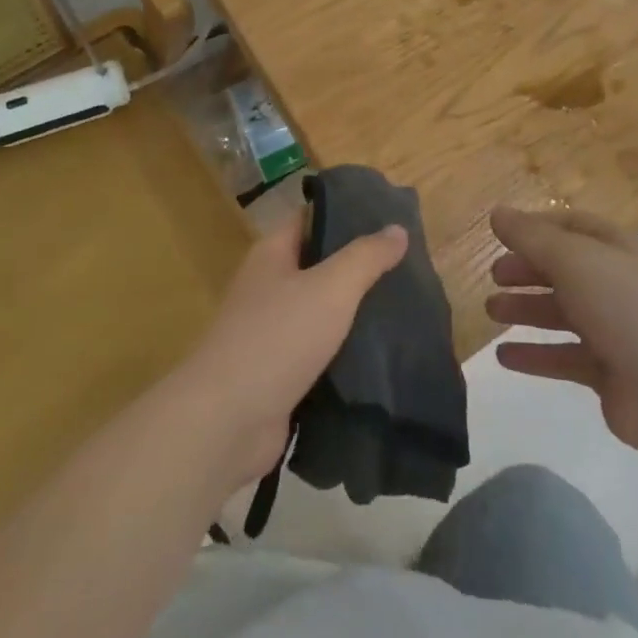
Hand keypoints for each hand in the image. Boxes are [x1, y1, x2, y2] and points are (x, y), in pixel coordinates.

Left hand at [177, 208, 407, 490]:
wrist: (227, 422)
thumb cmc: (277, 338)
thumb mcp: (331, 287)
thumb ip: (366, 257)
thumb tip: (397, 228)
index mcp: (272, 255)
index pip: (312, 219)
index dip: (348, 214)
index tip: (391, 218)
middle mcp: (269, 287)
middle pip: (320, 265)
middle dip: (360, 266)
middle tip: (409, 265)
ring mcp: (272, 333)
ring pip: (323, 312)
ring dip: (357, 312)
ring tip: (406, 307)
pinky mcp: (281, 374)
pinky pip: (321, 353)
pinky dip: (347, 352)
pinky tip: (384, 354)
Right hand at [486, 206, 637, 457]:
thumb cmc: (624, 308)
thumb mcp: (573, 260)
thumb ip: (531, 237)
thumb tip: (497, 213)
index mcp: (617, 248)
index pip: (572, 226)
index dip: (536, 227)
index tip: (501, 234)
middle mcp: (617, 283)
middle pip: (564, 269)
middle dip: (527, 269)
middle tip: (494, 276)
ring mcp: (615, 329)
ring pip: (561, 313)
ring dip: (526, 309)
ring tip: (491, 312)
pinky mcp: (608, 371)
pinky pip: (563, 356)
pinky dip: (535, 355)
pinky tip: (504, 357)